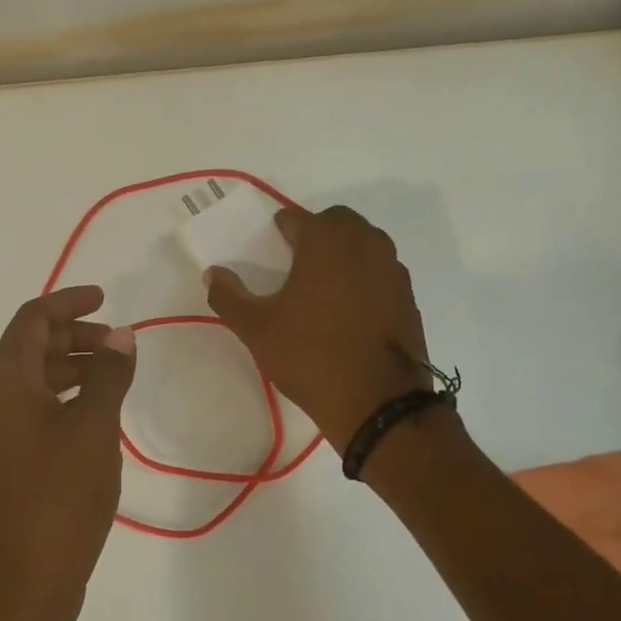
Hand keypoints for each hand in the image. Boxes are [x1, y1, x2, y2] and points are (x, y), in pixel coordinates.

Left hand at [0, 285, 137, 620]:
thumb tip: (120, 336)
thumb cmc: (60, 494)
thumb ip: (108, 375)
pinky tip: (99, 413)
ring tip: (115, 374)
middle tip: (117, 342)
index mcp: (7, 382)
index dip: (67, 302)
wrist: (25, 576)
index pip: (32, 320)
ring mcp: (1, 432)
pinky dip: (67, 397)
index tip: (104, 298)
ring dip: (73, 366)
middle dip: (74, 335)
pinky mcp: (11, 460)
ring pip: (35, 379)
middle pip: (31, 347)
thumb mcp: (94, 427)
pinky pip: (37, 408)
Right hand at [206, 206, 431, 448]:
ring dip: (343, 253)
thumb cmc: (309, 356)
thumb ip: (229, 296)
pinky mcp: (408, 295)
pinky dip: (364, 277)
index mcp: (325, 241)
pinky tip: (349, 310)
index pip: (296, 218)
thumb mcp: (257, 329)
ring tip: (322, 287)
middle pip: (336, 222)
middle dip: (315, 234)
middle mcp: (364, 243)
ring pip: (364, 243)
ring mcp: (392, 269)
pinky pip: (380, 271)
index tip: (269, 250)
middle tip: (295, 265)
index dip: (279, 231)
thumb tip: (213, 274)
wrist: (377, 402)